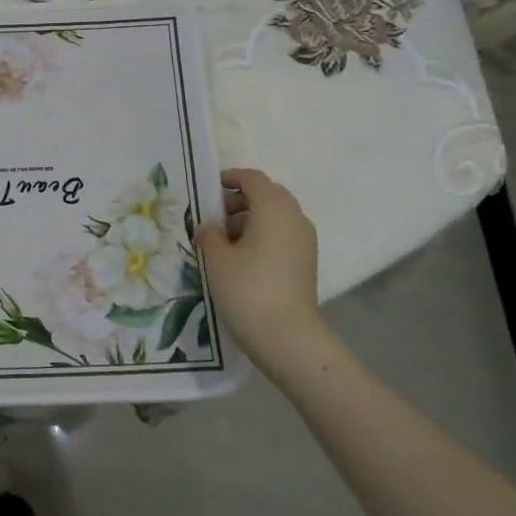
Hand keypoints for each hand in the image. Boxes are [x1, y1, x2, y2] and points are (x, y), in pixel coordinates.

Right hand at [193, 168, 333, 376]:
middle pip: (267, 195)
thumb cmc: (247, 289)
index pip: (252, 178)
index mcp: (273, 207)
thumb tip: (209, 228)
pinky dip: (262, 236)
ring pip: (275, 216)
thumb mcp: (216, 258)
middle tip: (213, 217)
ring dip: (250, 219)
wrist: (287, 337)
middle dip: (239, 200)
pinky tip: (241, 258)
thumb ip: (208, 234)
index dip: (230, 178)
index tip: (208, 189)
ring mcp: (305, 240)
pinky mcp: (306, 261)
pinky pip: (282, 235)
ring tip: (223, 241)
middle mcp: (294, 216)